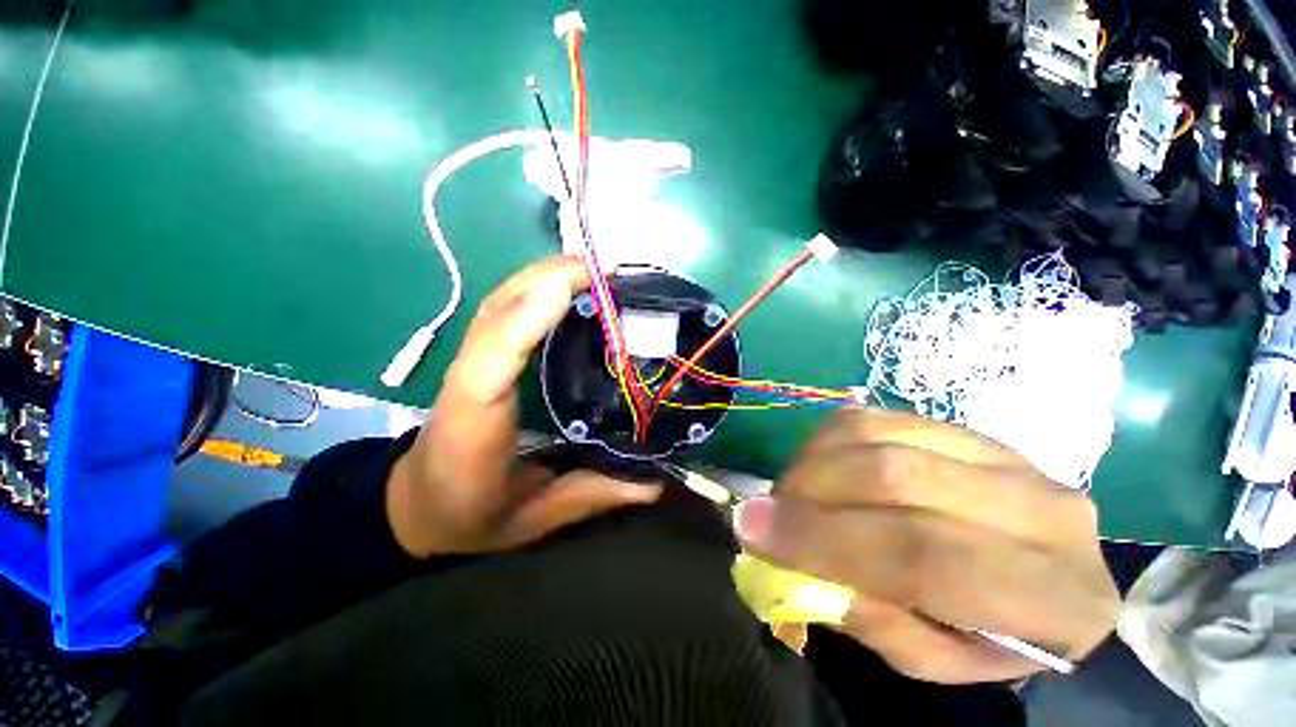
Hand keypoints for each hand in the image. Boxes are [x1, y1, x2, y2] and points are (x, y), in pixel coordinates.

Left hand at [386, 256, 661, 557]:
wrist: (416, 505)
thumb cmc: (468, 513)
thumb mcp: (531, 517)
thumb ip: (590, 495)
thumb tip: (654, 485)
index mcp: (475, 419)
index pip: (494, 354)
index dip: (532, 312)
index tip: (581, 284)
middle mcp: (469, 377)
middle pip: (498, 308)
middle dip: (551, 278)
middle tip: (611, 271)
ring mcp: (471, 360)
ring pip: (502, 300)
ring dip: (546, 275)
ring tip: (598, 271)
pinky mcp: (482, 357)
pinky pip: (506, 310)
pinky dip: (538, 288)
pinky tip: (570, 287)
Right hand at [734, 408, 1118, 682]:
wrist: (1046, 568)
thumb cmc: (995, 634)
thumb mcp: (937, 660)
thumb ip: (872, 622)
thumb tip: (791, 563)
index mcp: (1055, 597)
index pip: (927, 557)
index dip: (828, 539)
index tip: (755, 533)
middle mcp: (1041, 510)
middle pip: (897, 478)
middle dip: (808, 494)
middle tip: (761, 512)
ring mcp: (1002, 453)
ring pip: (878, 437)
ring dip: (811, 463)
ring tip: (789, 494)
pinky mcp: (960, 426)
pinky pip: (873, 418)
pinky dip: (826, 441)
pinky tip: (816, 468)